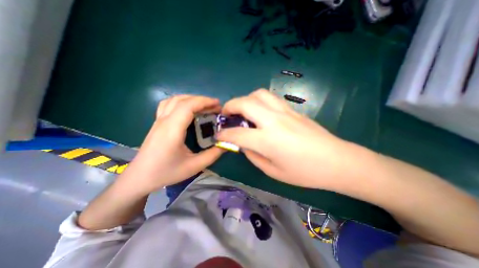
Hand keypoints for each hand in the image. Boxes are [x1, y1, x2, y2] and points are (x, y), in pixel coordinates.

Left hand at [125, 95, 226, 193]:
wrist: (140, 178)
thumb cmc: (167, 172)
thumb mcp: (194, 166)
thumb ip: (213, 154)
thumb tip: (226, 143)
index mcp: (172, 130)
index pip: (188, 106)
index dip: (204, 102)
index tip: (218, 105)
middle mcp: (164, 121)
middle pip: (182, 100)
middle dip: (201, 100)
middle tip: (215, 107)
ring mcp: (158, 121)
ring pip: (174, 100)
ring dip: (191, 99)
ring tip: (204, 106)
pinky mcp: (157, 123)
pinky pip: (168, 104)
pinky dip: (181, 102)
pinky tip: (188, 109)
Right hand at [217, 90, 354, 190]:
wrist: (337, 161)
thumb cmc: (305, 172)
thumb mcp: (273, 171)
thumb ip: (253, 156)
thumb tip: (243, 145)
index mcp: (267, 140)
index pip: (236, 134)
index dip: (223, 135)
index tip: (218, 136)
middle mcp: (273, 120)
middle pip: (245, 103)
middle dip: (230, 106)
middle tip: (226, 115)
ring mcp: (285, 112)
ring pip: (259, 94)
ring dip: (245, 100)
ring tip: (243, 111)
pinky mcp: (293, 109)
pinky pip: (270, 98)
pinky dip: (258, 101)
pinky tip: (260, 112)